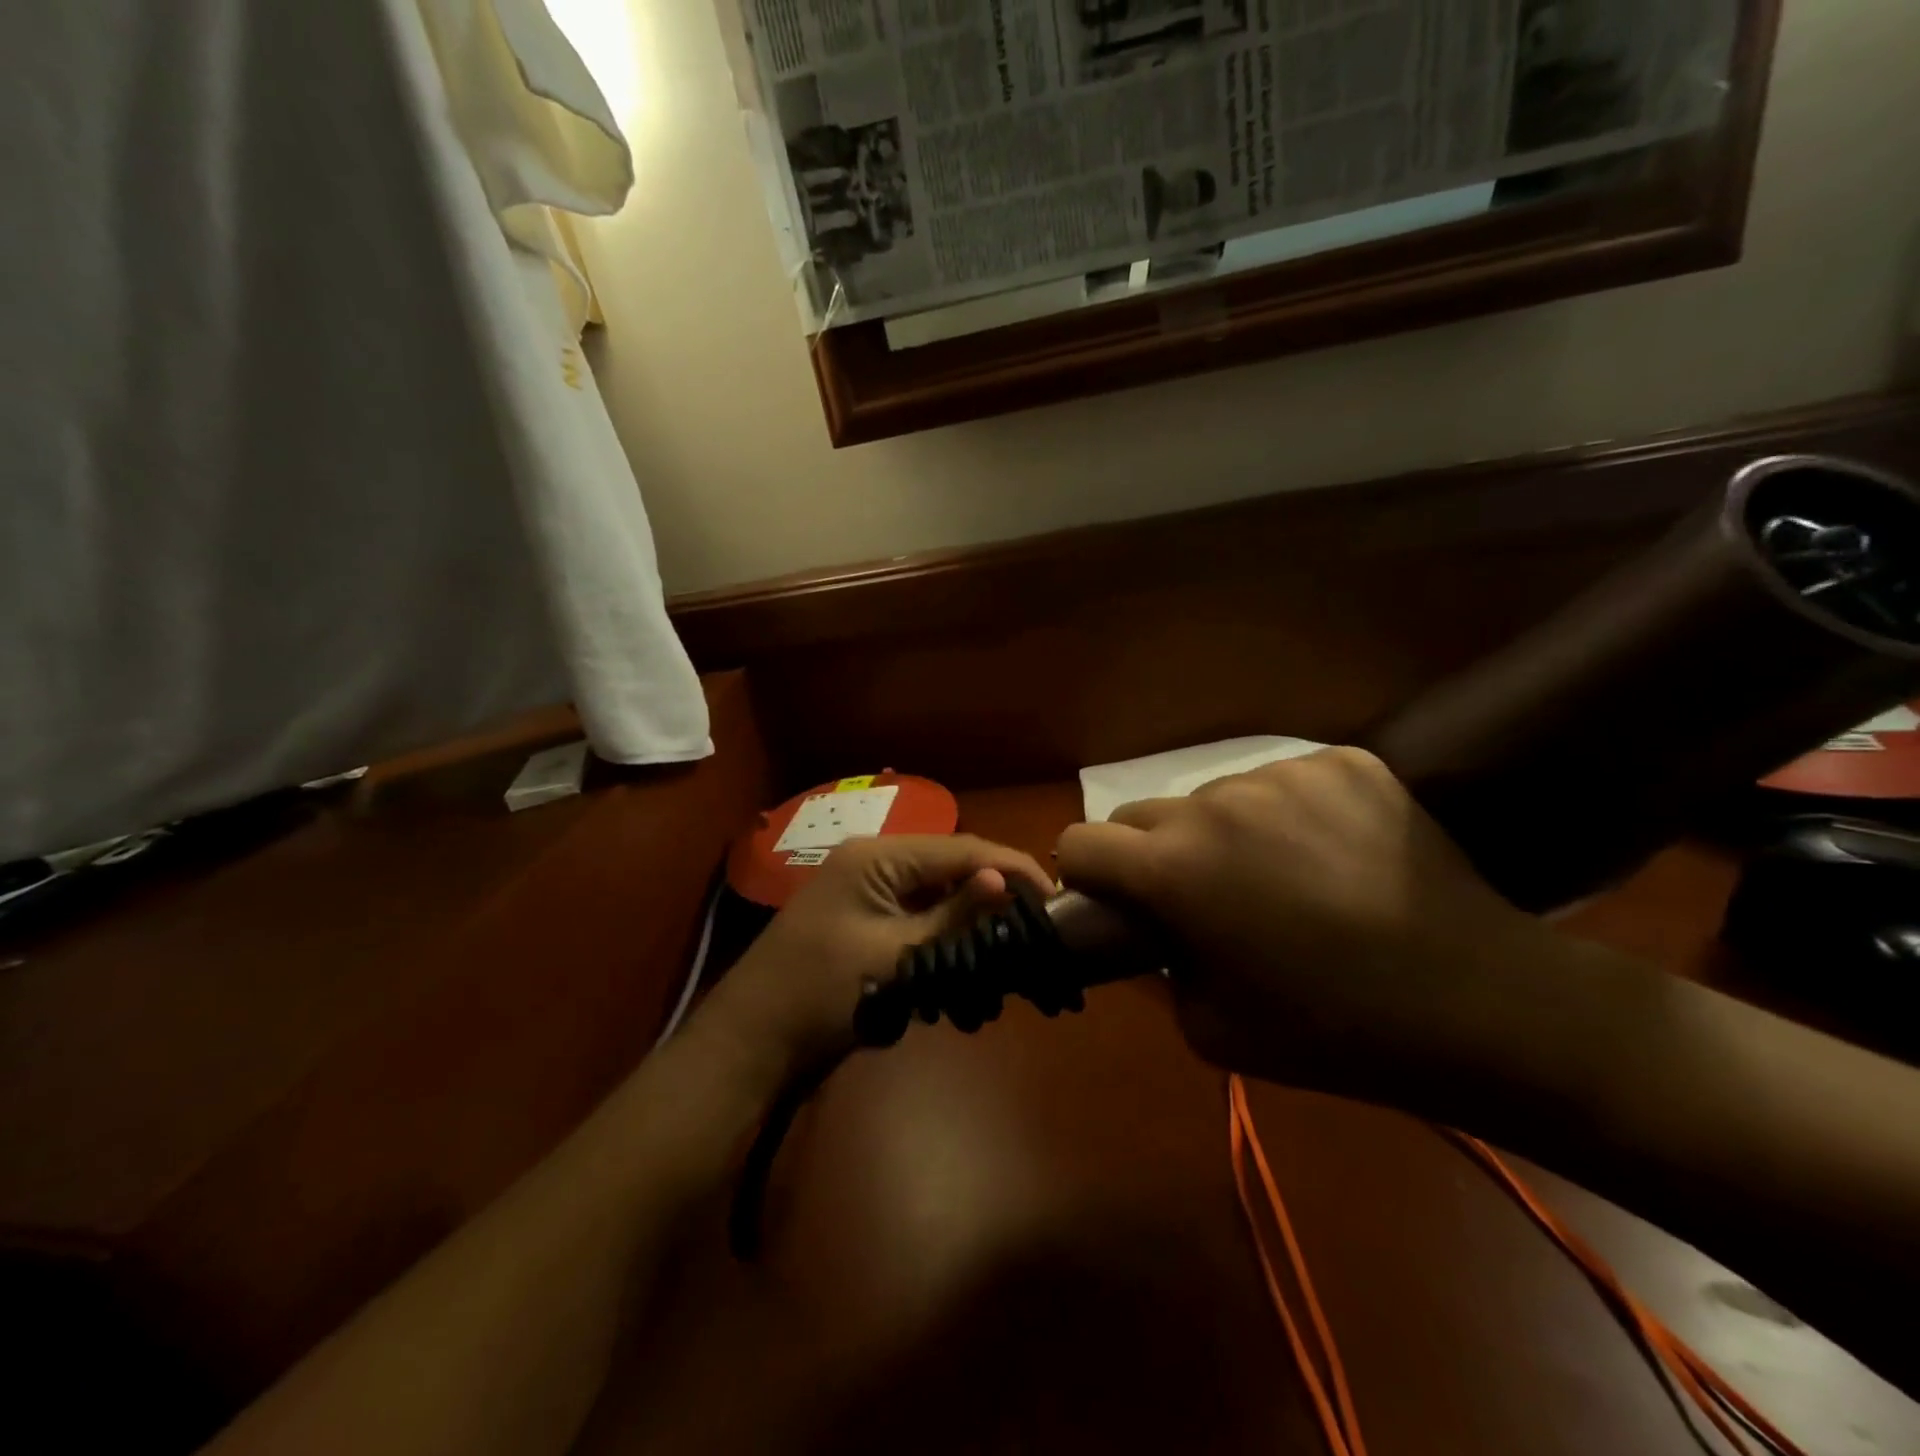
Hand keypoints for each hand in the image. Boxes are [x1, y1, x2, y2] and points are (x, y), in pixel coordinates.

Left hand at [699, 835, 1052, 1075]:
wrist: (751, 1043)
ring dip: (968, 917)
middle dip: (992, 893)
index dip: (1011, 868)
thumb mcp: (894, 955)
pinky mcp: (863, 919)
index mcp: (877, 855)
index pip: (962, 848)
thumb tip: (1005, 880)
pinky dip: (942, 934)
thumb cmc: (820, 994)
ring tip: (1006, 946)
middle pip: (950, 865)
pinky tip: (965, 959)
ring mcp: (865, 890)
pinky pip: (915, 913)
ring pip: (935, 891)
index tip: (1055, 898)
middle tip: (1033, 925)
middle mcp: (873, 860)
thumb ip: (953, 916)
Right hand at [1055, 748, 1560, 1103]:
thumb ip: (1155, 969)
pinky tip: (1331, 855)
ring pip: (1214, 797)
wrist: (1478, 1003)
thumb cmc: (1330, 1031)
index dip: (1085, 875)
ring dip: (1222, 833)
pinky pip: (1283, 782)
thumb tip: (1147, 929)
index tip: (1114, 901)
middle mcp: (1215, 804)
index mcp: (1173, 869)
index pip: (1079, 841)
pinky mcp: (1342, 762)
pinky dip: (1287, 815)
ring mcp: (1283, 775)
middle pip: (1141, 814)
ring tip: (1281, 879)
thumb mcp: (1209, 1028)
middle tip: (1200, 899)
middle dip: (1149, 855)